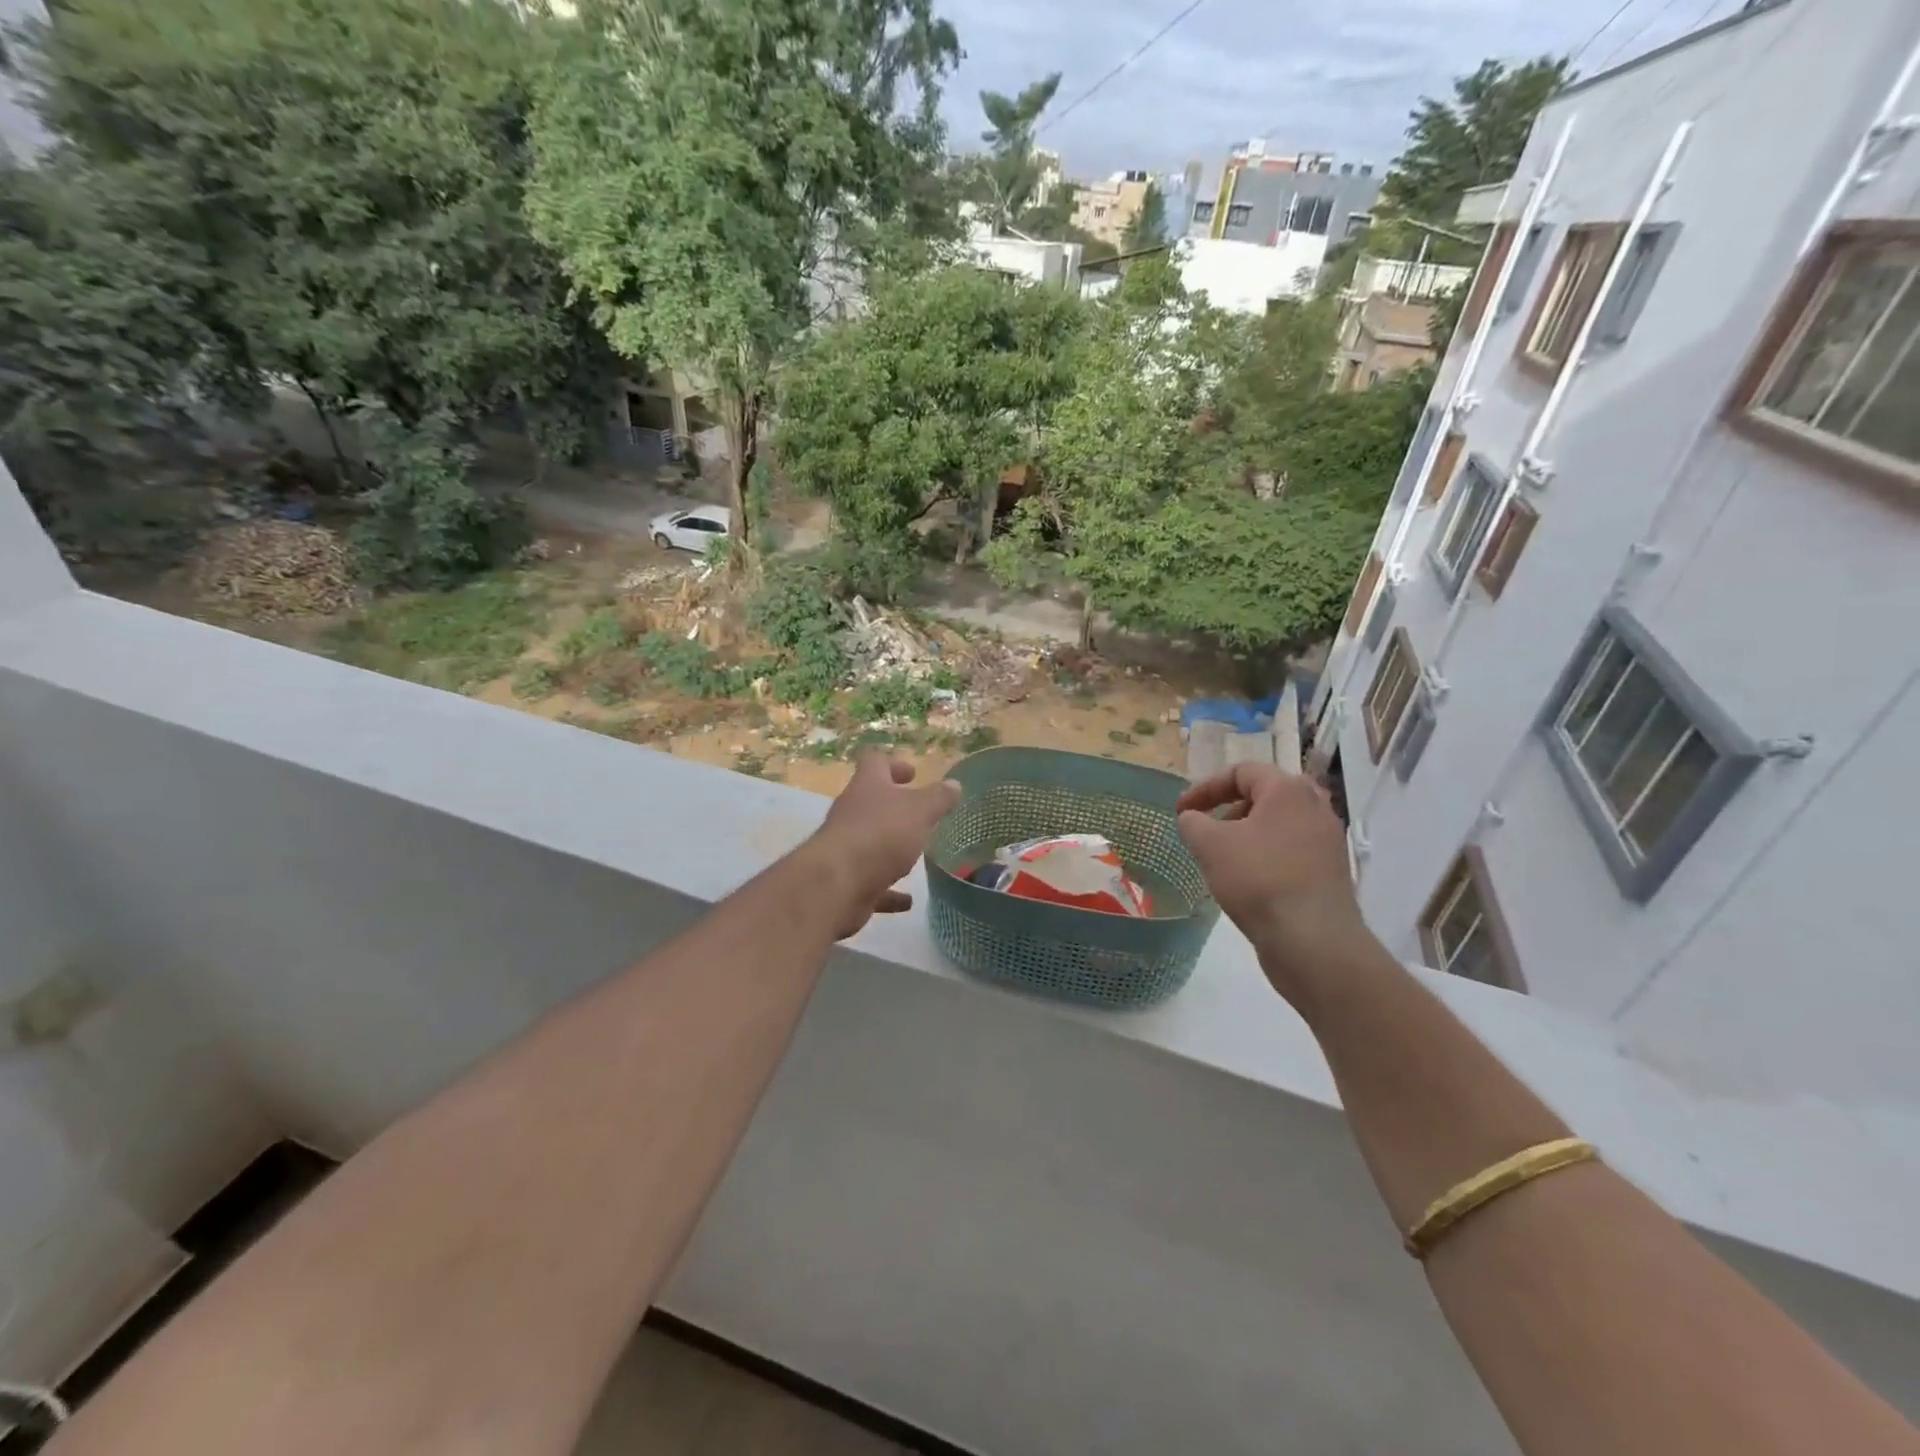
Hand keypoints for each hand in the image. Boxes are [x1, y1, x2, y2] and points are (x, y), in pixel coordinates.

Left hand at [807, 755, 961, 938]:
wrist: (837, 885)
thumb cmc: (881, 834)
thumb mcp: (920, 811)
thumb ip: (938, 798)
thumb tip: (954, 785)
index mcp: (867, 787)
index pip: (875, 763)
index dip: (894, 765)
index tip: (913, 774)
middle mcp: (851, 813)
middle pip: (871, 802)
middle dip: (894, 808)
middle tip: (921, 814)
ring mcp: (846, 848)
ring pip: (870, 842)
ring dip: (891, 848)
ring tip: (916, 854)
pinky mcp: (846, 882)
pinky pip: (871, 883)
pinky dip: (889, 891)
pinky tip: (907, 900)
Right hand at [1176, 764, 1372, 1003]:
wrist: (1313, 940)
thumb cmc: (1258, 879)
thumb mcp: (1210, 845)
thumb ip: (1193, 823)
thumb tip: (1192, 818)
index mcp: (1288, 790)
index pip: (1241, 772)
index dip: (1204, 788)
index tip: (1180, 811)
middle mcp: (1315, 807)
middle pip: (1264, 795)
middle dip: (1228, 809)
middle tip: (1206, 829)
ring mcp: (1327, 841)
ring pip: (1278, 824)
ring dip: (1246, 834)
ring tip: (1222, 858)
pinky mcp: (1330, 871)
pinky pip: (1290, 850)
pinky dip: (1265, 855)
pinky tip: (1246, 881)